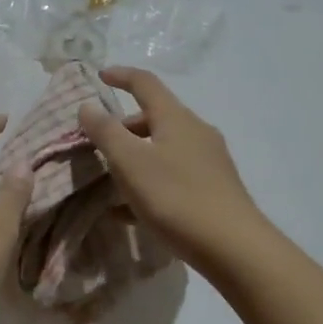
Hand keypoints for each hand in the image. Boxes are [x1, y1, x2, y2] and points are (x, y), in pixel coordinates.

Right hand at [76, 67, 268, 277]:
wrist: (235, 248)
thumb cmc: (176, 198)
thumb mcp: (131, 163)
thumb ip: (106, 132)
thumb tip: (88, 106)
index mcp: (176, 118)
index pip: (145, 83)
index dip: (121, 75)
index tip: (99, 75)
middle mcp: (196, 131)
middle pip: (154, 117)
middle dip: (123, 127)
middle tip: (98, 147)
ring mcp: (209, 160)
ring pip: (164, 148)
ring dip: (135, 157)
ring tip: (111, 183)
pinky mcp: (215, 188)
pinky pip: (174, 174)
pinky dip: (150, 181)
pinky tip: (132, 212)